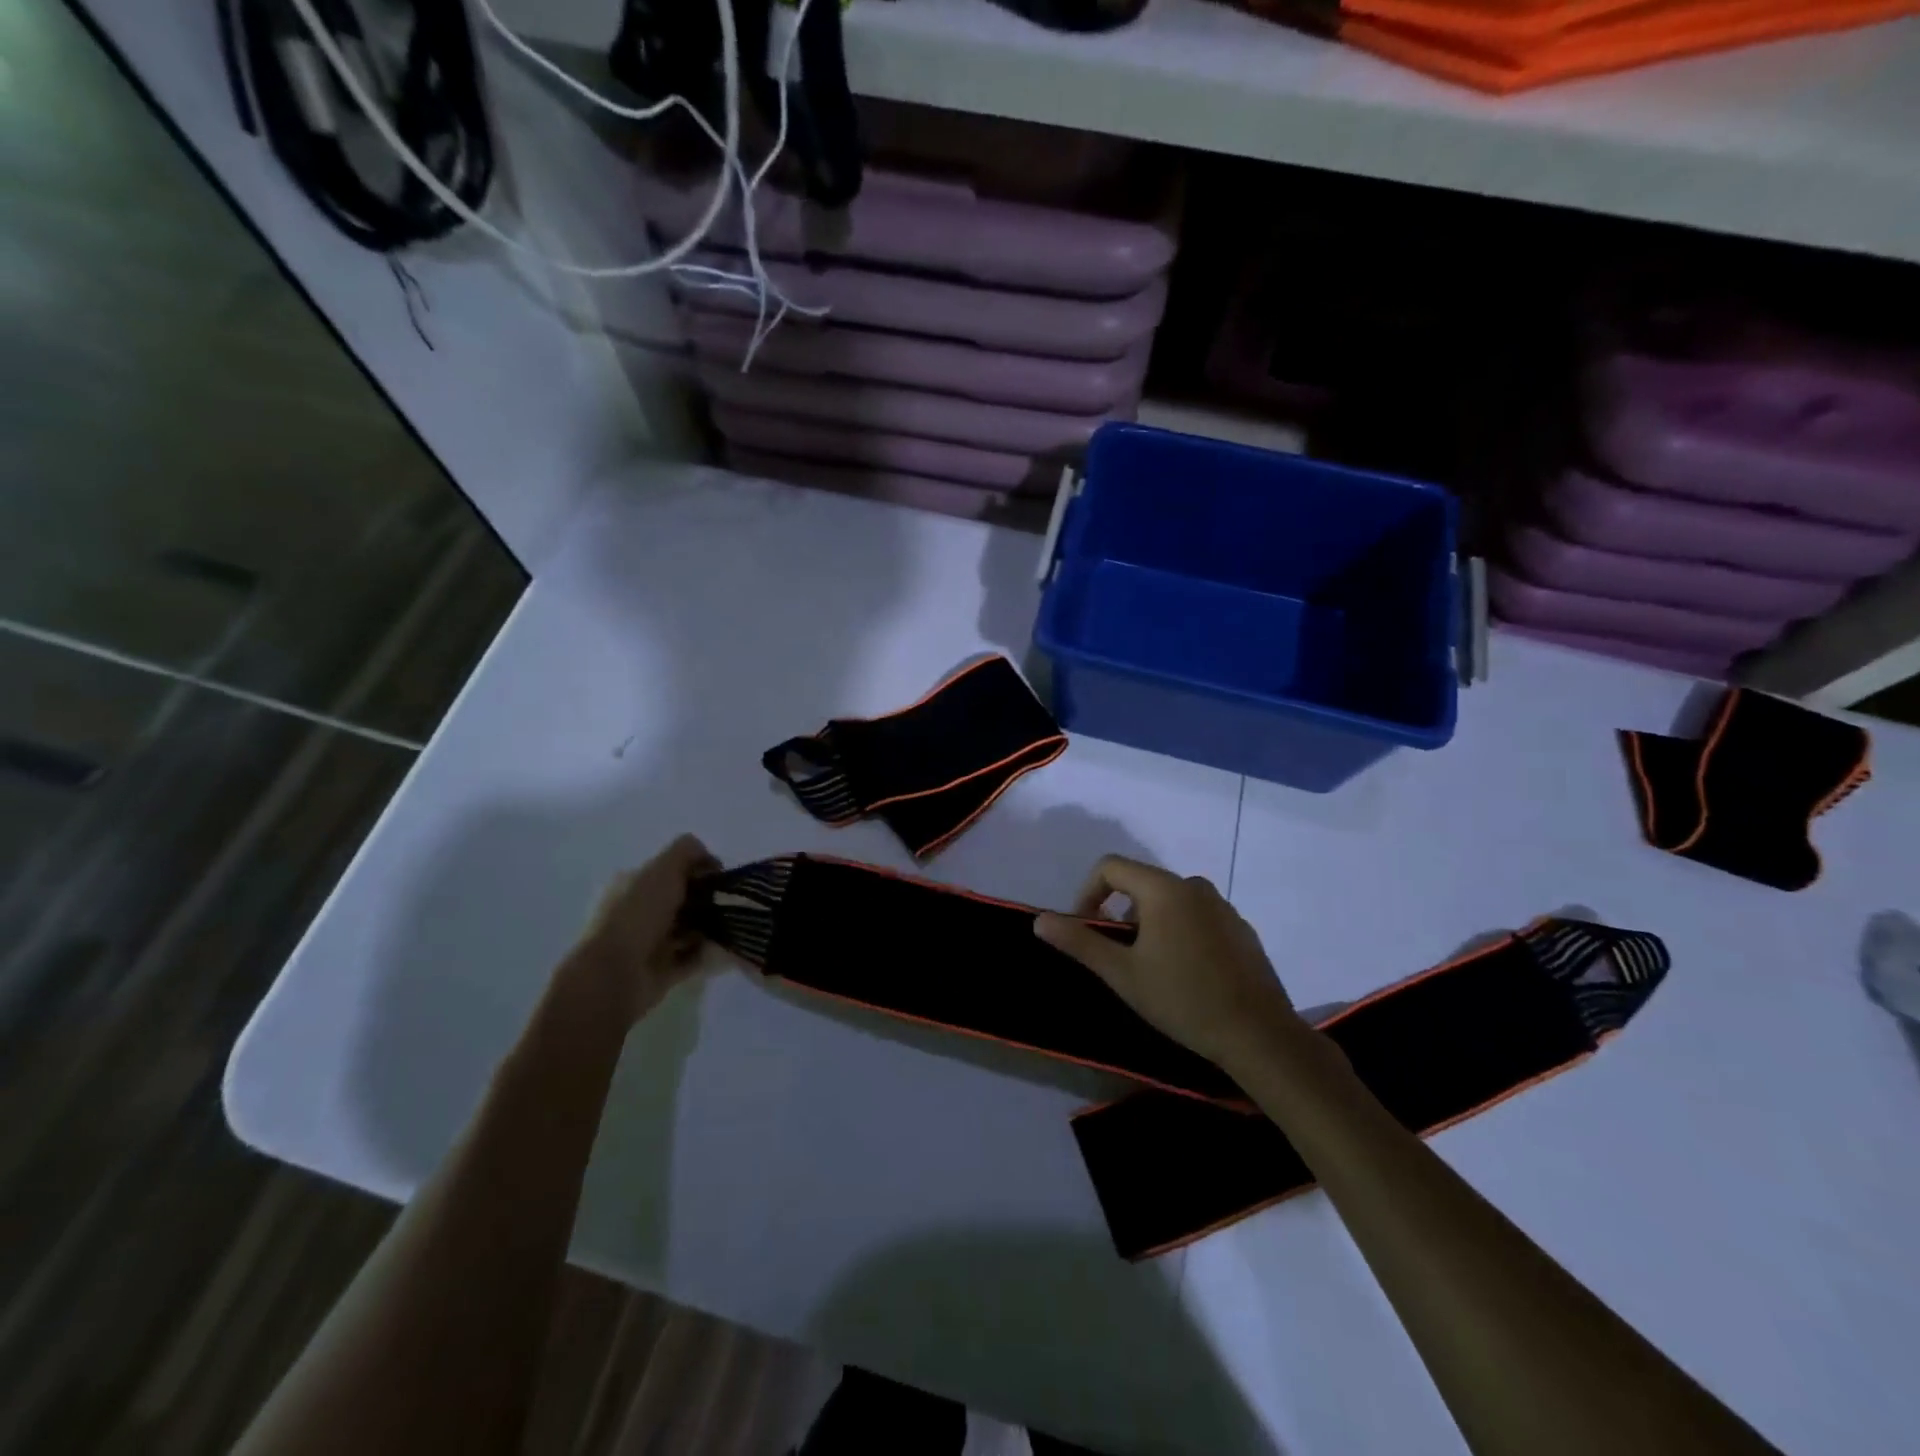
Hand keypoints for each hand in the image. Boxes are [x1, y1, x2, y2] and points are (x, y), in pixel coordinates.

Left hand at [571, 834, 720, 1025]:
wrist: (614, 976)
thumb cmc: (637, 916)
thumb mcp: (663, 869)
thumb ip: (687, 852)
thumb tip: (709, 858)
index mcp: (632, 883)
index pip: (671, 870)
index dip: (698, 869)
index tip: (721, 877)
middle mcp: (638, 911)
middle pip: (682, 899)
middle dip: (708, 900)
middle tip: (729, 904)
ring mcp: (648, 943)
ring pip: (688, 929)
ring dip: (710, 928)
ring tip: (730, 928)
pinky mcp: (660, 970)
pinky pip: (691, 957)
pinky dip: (707, 954)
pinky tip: (722, 949)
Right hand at [1035, 855, 1304, 1072]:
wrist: (1259, 1035)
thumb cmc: (1183, 1000)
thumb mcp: (1122, 973)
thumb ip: (1080, 942)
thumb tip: (1039, 920)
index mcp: (1164, 889)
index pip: (1110, 867)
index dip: (1087, 893)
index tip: (1086, 930)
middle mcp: (1194, 886)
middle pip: (1140, 883)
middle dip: (1119, 913)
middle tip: (1117, 957)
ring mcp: (1222, 906)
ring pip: (1169, 901)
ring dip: (1148, 924)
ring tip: (1149, 968)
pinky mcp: (1240, 928)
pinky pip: (1196, 916)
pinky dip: (1178, 932)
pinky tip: (1185, 974)